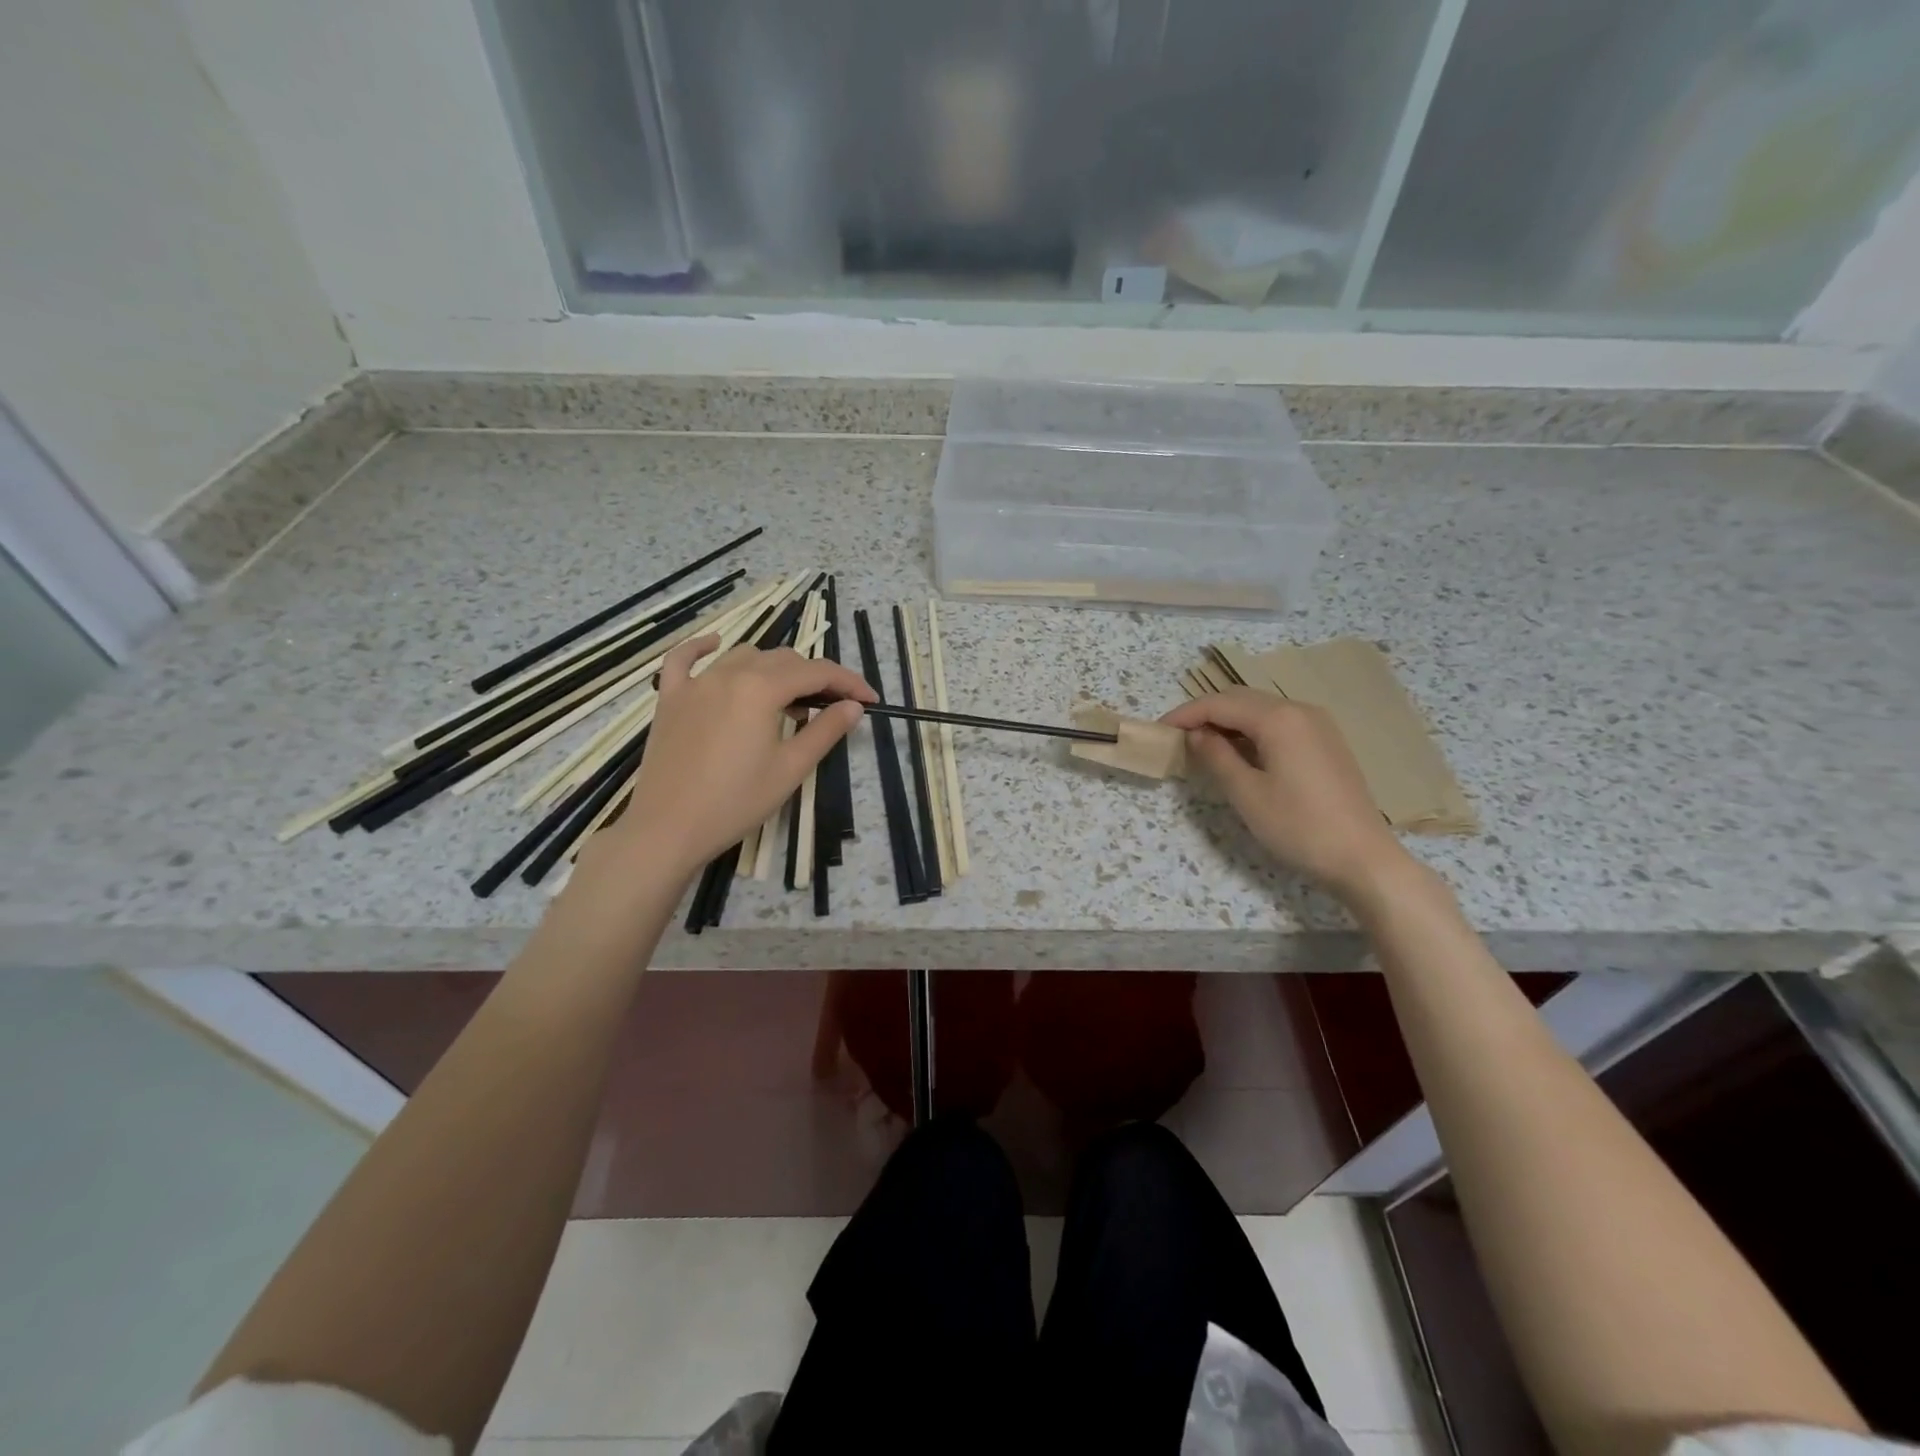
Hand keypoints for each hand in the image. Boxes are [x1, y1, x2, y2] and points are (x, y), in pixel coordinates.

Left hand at [603, 634, 874, 881]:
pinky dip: (702, 647)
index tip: (869, 700)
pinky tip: (716, 644)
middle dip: (815, 677)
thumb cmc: (736, 801)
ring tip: (788, 700)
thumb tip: (853, 706)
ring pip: (744, 657)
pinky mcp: (670, 699)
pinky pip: (684, 659)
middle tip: (834, 707)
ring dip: (774, 669)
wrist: (668, 828)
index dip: (848, 682)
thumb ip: (826, 730)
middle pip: (783, 660)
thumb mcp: (791, 768)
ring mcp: (695, 683)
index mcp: (761, 689)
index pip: (817, 672)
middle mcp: (729, 674)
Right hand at [1162, 688, 1415, 907]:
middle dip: (1206, 713)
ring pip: (1261, 710)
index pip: (1220, 704)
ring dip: (1229, 721)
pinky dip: (1252, 731)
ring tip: (1202, 745)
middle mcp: (1300, 710)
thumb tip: (1196, 735)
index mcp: (1279, 719)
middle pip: (1241, 699)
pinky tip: (1239, 753)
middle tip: (1176, 736)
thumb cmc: (1299, 826)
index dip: (1186, 714)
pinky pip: (1280, 724)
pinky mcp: (1327, 743)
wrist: (1363, 858)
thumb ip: (1216, 757)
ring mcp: (1318, 725)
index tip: (1159, 730)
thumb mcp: (1247, 794)